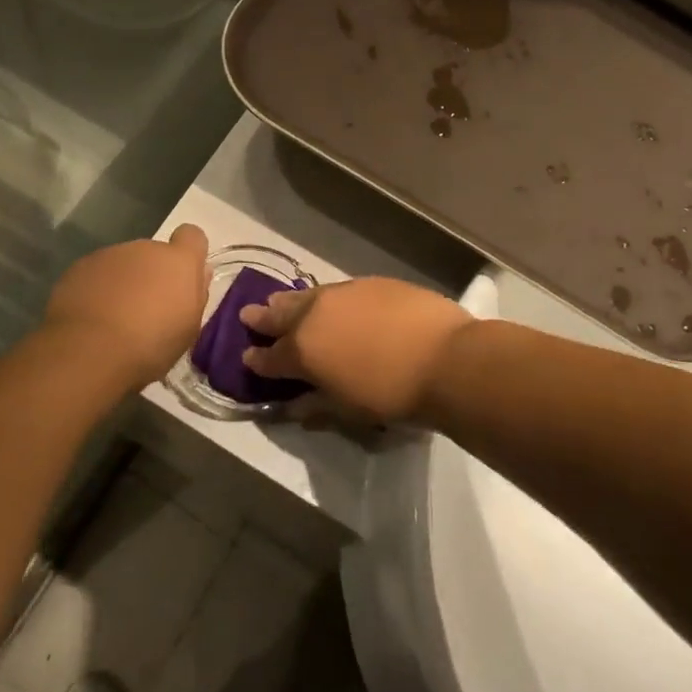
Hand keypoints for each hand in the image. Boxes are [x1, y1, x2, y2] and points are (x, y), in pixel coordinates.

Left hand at [43, 225, 209, 387]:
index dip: (189, 253)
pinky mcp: (79, 267)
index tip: (183, 278)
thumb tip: (199, 272)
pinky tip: (92, 318)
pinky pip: (96, 274)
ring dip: (124, 282)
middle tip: (147, 310)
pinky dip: (97, 289)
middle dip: (153, 275)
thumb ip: (195, 293)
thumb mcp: (188, 328)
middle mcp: (144, 248)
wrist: (89, 352)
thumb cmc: (151, 345)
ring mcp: (109, 254)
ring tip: (115, 318)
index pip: (192, 236)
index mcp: (178, 261)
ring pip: (124, 264)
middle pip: (154, 254)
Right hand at [239, 278, 475, 421]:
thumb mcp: (348, 409)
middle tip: (250, 315)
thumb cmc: (391, 394)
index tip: (247, 356)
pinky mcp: (371, 282)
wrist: (444, 358)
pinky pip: (339, 290)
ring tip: (281, 301)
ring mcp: (343, 293)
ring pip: (307, 296)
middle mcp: (315, 314)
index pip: (270, 356)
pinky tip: (333, 303)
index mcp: (302, 349)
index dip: (257, 359)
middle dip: (264, 318)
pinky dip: (328, 299)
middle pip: (281, 314)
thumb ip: (315, 404)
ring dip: (291, 302)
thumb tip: (292, 407)